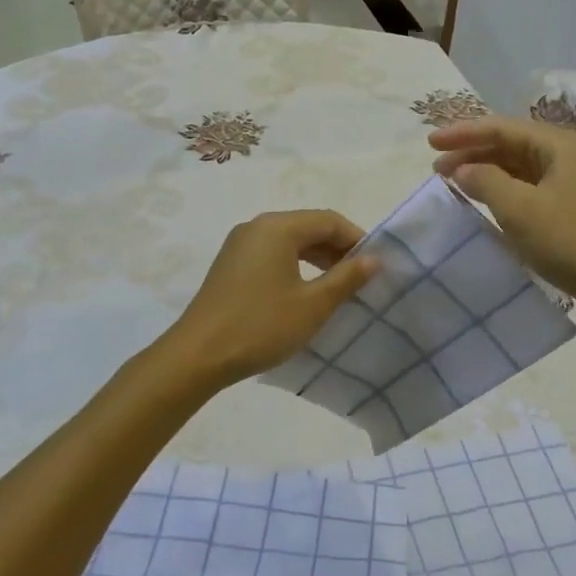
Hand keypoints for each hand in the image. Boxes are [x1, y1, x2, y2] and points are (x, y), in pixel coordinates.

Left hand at [165, 210, 380, 387]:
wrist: (199, 355)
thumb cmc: (262, 326)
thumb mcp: (313, 304)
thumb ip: (346, 278)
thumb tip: (374, 259)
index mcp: (278, 227)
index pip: (329, 220)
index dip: (356, 239)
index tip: (376, 265)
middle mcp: (257, 226)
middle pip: (308, 227)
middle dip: (337, 249)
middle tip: (361, 278)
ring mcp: (239, 245)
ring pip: (289, 241)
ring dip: (317, 258)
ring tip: (337, 287)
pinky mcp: (230, 265)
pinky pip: (271, 254)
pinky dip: (294, 265)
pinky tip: (304, 292)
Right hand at [431, 115, 575, 314]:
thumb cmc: (573, 241)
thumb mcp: (520, 210)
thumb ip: (485, 182)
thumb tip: (462, 169)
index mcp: (558, 145)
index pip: (501, 127)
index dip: (462, 133)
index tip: (429, 143)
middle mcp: (566, 155)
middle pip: (510, 144)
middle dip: (471, 153)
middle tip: (437, 168)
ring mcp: (571, 182)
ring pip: (518, 167)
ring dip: (485, 172)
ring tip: (454, 183)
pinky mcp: (572, 207)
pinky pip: (528, 188)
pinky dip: (502, 191)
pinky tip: (485, 204)